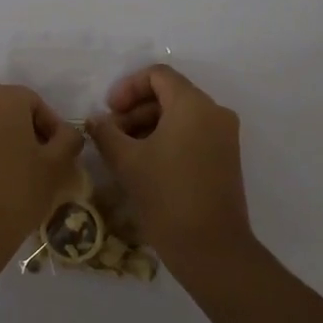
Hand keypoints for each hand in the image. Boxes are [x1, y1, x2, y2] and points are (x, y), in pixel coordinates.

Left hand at [0, 84, 85, 283]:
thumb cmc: (18, 192)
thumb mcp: (57, 166)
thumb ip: (68, 139)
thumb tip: (66, 133)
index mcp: (2, 100)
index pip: (33, 102)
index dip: (49, 126)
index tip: (56, 152)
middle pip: (4, 112)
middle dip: (21, 133)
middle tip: (34, 164)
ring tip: (6, 177)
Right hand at [86, 65, 254, 268]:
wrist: (211, 248)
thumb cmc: (166, 196)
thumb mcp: (127, 161)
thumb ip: (106, 133)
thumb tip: (95, 120)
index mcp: (193, 104)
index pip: (158, 75)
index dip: (128, 87)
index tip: (108, 111)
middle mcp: (214, 112)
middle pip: (170, 94)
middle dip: (135, 110)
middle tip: (111, 134)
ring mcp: (224, 136)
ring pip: (181, 115)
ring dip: (149, 125)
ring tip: (124, 152)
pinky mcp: (226, 157)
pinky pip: (193, 133)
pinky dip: (168, 139)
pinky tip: (146, 164)